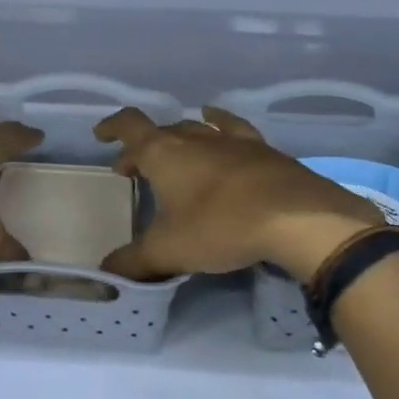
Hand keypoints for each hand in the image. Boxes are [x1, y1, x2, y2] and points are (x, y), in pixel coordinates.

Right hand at [95, 106, 384, 281]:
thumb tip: (106, 273)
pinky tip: (220, 127)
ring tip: (175, 149)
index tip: (101, 136)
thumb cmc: (221, 227)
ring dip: (179, 138)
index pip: (130, 127)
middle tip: (133, 169)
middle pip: (162, 132)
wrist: (297, 219)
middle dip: (143, 148)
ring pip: (197, 129)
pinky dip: (219, 126)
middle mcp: (196, 139)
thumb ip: (134, 262)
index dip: (113, 128)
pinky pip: (234, 130)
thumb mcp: (169, 251)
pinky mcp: (265, 152)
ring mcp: (233, 142)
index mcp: (164, 154)